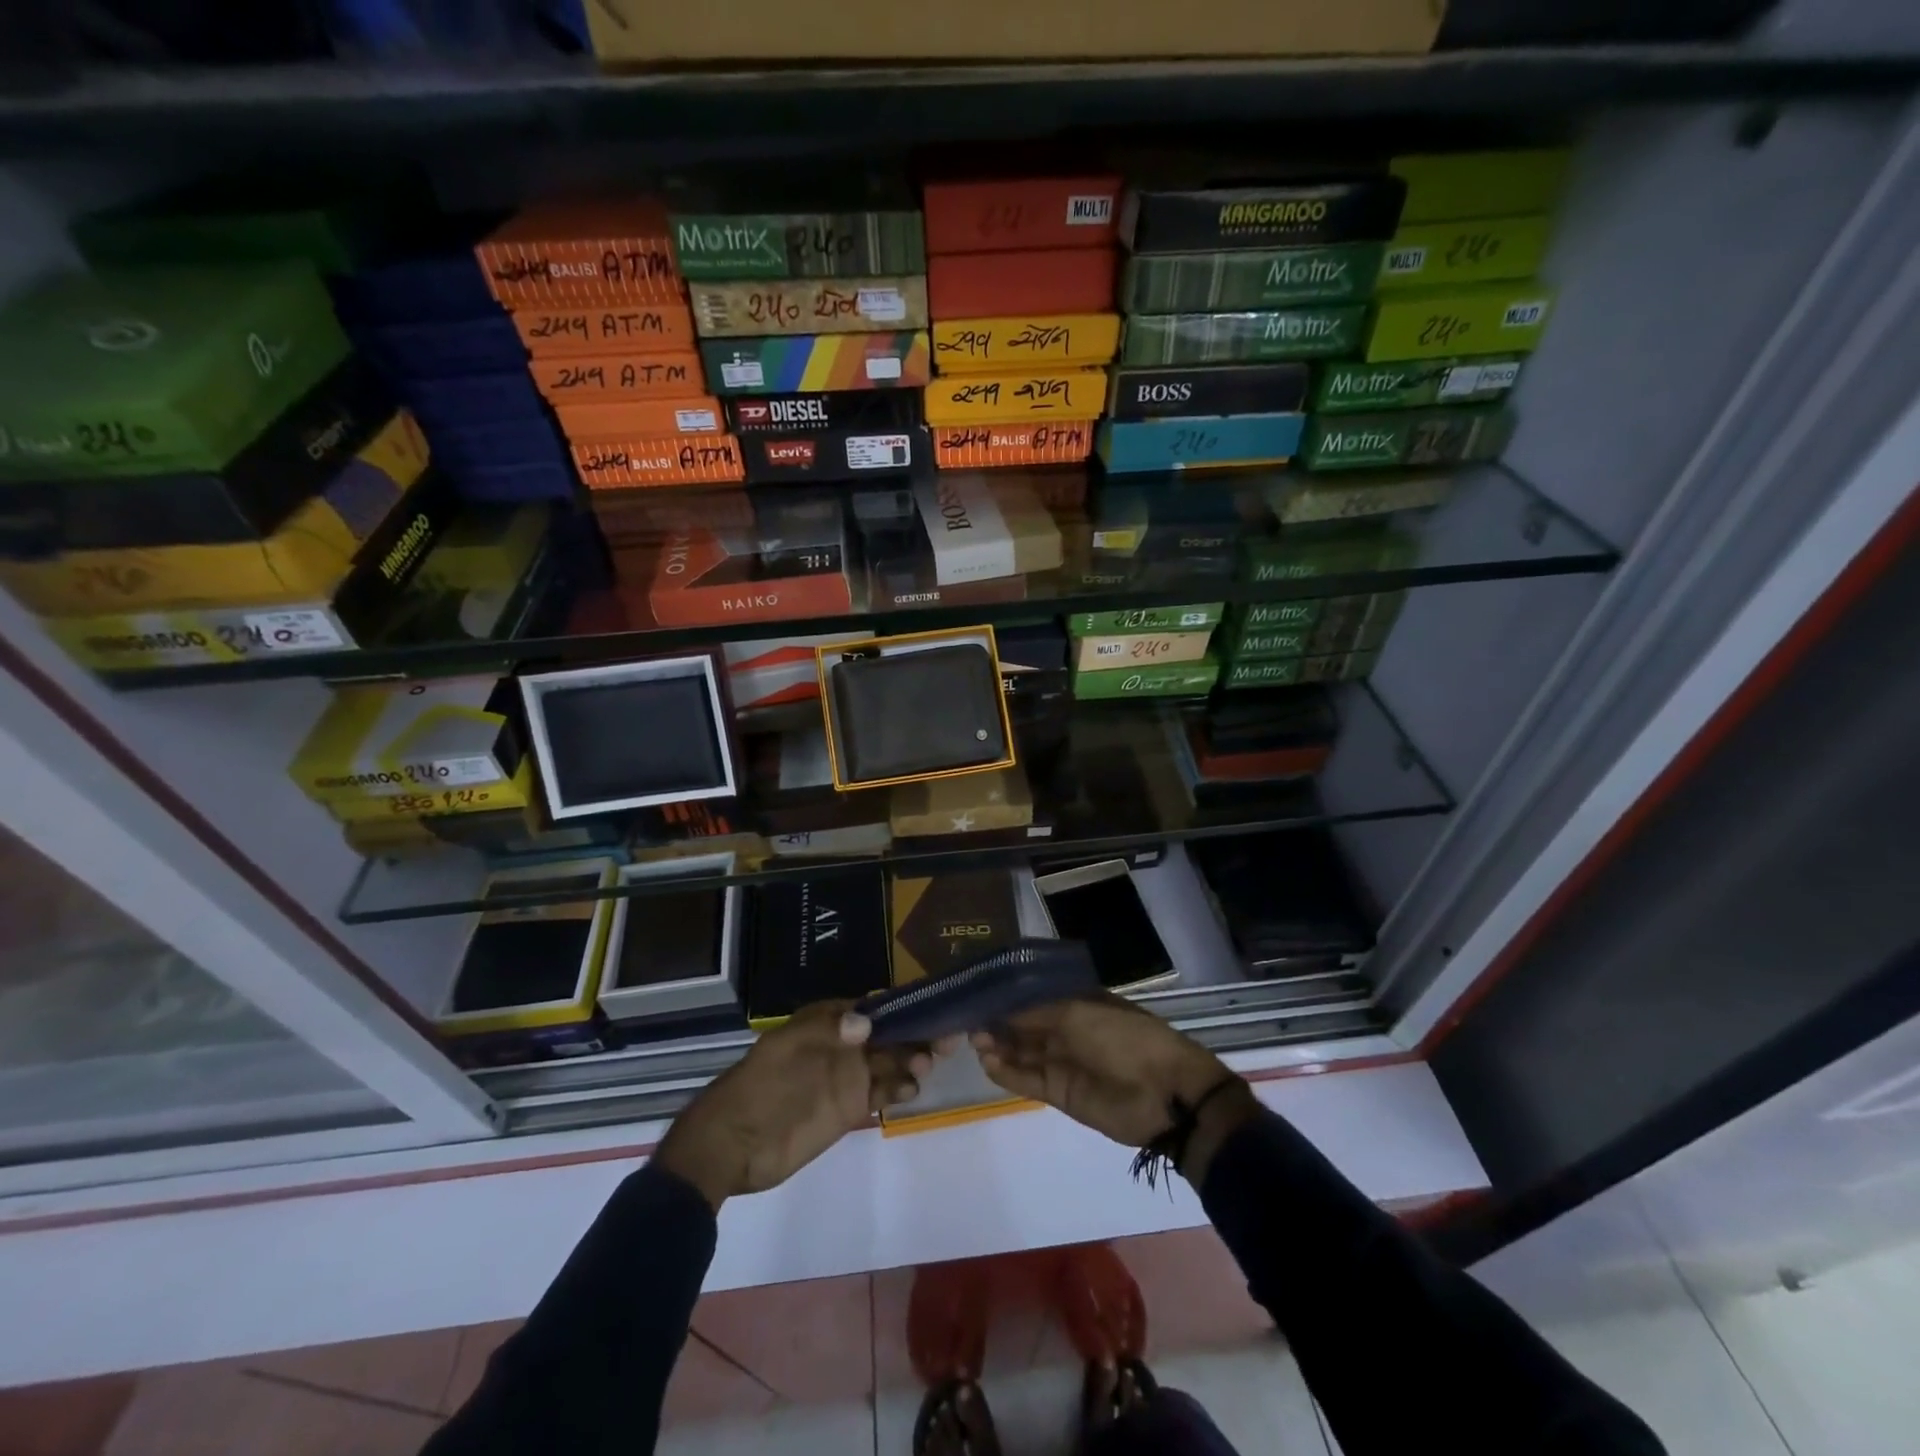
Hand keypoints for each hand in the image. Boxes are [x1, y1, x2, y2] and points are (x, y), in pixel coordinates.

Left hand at [653, 1002, 931, 1209]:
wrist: (732, 1145)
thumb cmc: (760, 1087)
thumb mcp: (788, 1050)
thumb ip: (828, 1032)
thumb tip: (867, 1020)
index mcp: (827, 1021)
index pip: (872, 1007)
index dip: (901, 1006)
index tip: (931, 1008)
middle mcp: (843, 1045)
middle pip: (888, 1034)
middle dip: (915, 1034)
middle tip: (943, 1041)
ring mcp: (847, 1077)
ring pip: (890, 1062)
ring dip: (911, 1061)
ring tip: (924, 1067)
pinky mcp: (849, 1108)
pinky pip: (882, 1093)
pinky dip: (899, 1089)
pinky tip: (910, 1090)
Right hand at [972, 995, 1257, 1185]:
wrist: (1163, 1093)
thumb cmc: (1123, 1037)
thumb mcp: (1077, 1013)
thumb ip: (1035, 1014)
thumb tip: (999, 1012)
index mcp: (1077, 1001)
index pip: (1034, 996)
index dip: (1007, 996)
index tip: (977, 993)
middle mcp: (1067, 1029)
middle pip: (1024, 1025)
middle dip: (998, 1022)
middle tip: (967, 1020)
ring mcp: (1063, 1061)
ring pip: (1022, 1052)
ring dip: (998, 1047)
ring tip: (973, 1041)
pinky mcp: (1060, 1093)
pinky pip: (1027, 1080)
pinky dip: (1007, 1073)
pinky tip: (987, 1063)